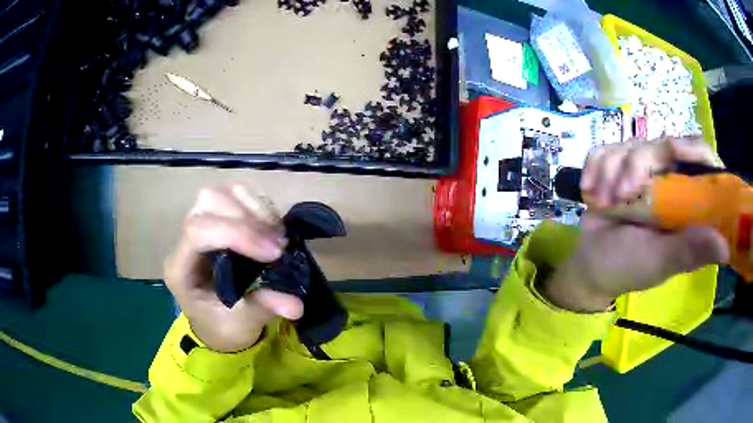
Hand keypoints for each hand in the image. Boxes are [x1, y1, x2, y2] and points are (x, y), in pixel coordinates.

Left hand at [164, 185, 303, 351]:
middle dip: (247, 219)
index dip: (236, 234)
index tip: (273, 253)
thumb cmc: (223, 326)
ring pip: (224, 192)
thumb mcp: (242, 324)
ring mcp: (202, 224)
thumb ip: (264, 308)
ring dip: (256, 210)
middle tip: (278, 246)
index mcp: (180, 268)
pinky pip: (239, 195)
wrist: (218, 322)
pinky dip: (261, 207)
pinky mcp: (219, 218)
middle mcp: (186, 240)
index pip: (198, 232)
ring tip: (278, 237)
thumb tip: (296, 305)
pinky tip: (274, 229)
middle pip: (208, 202)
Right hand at [542, 137, 729, 311]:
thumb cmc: (629, 267)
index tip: (675, 153)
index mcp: (687, 199)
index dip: (693, 149)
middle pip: (661, 144)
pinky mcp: (616, 165)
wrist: (590, 266)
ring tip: (603, 204)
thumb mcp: (660, 262)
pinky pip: (605, 149)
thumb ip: (689, 251)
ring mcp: (641, 169)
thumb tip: (726, 247)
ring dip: (611, 172)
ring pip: (630, 144)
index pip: (701, 157)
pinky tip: (591, 192)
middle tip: (620, 197)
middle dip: (636, 166)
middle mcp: (669, 177)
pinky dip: (594, 167)